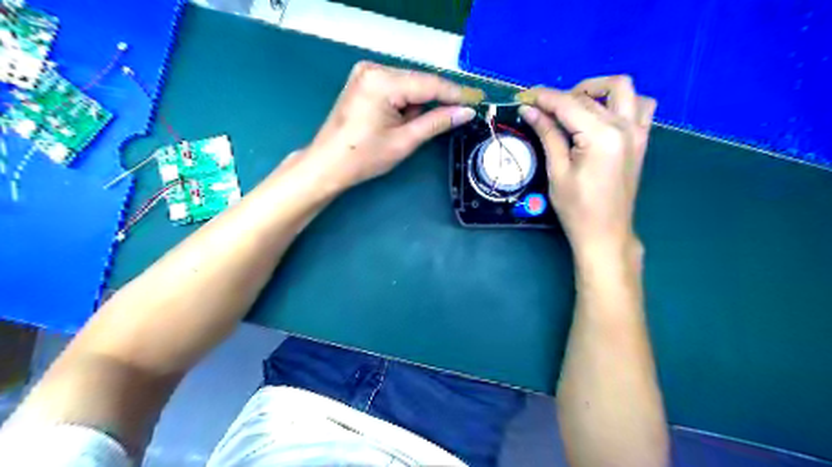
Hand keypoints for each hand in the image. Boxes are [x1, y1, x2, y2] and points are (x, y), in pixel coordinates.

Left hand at [298, 60, 480, 191]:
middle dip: (437, 100)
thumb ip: (437, 122)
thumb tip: (466, 112)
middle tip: (457, 117)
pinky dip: (405, 103)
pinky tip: (400, 121)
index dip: (456, 93)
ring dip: (418, 104)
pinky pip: (396, 87)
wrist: (328, 164)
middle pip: (419, 81)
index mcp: (382, 81)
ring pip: (408, 85)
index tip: (478, 100)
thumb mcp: (404, 141)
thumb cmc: (364, 157)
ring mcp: (366, 73)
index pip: (429, 84)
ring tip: (408, 130)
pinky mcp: (364, 81)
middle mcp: (374, 68)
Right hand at [515, 75, 657, 259]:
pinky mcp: (641, 140)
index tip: (525, 96)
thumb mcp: (557, 172)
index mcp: (601, 136)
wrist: (606, 233)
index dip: (544, 98)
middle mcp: (624, 126)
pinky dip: (622, 101)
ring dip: (597, 89)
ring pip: (623, 89)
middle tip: (542, 110)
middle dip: (562, 96)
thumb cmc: (577, 209)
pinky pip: (640, 105)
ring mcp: (638, 131)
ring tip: (576, 105)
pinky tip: (603, 114)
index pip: (568, 104)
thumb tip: (529, 111)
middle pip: (591, 95)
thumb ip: (547, 135)